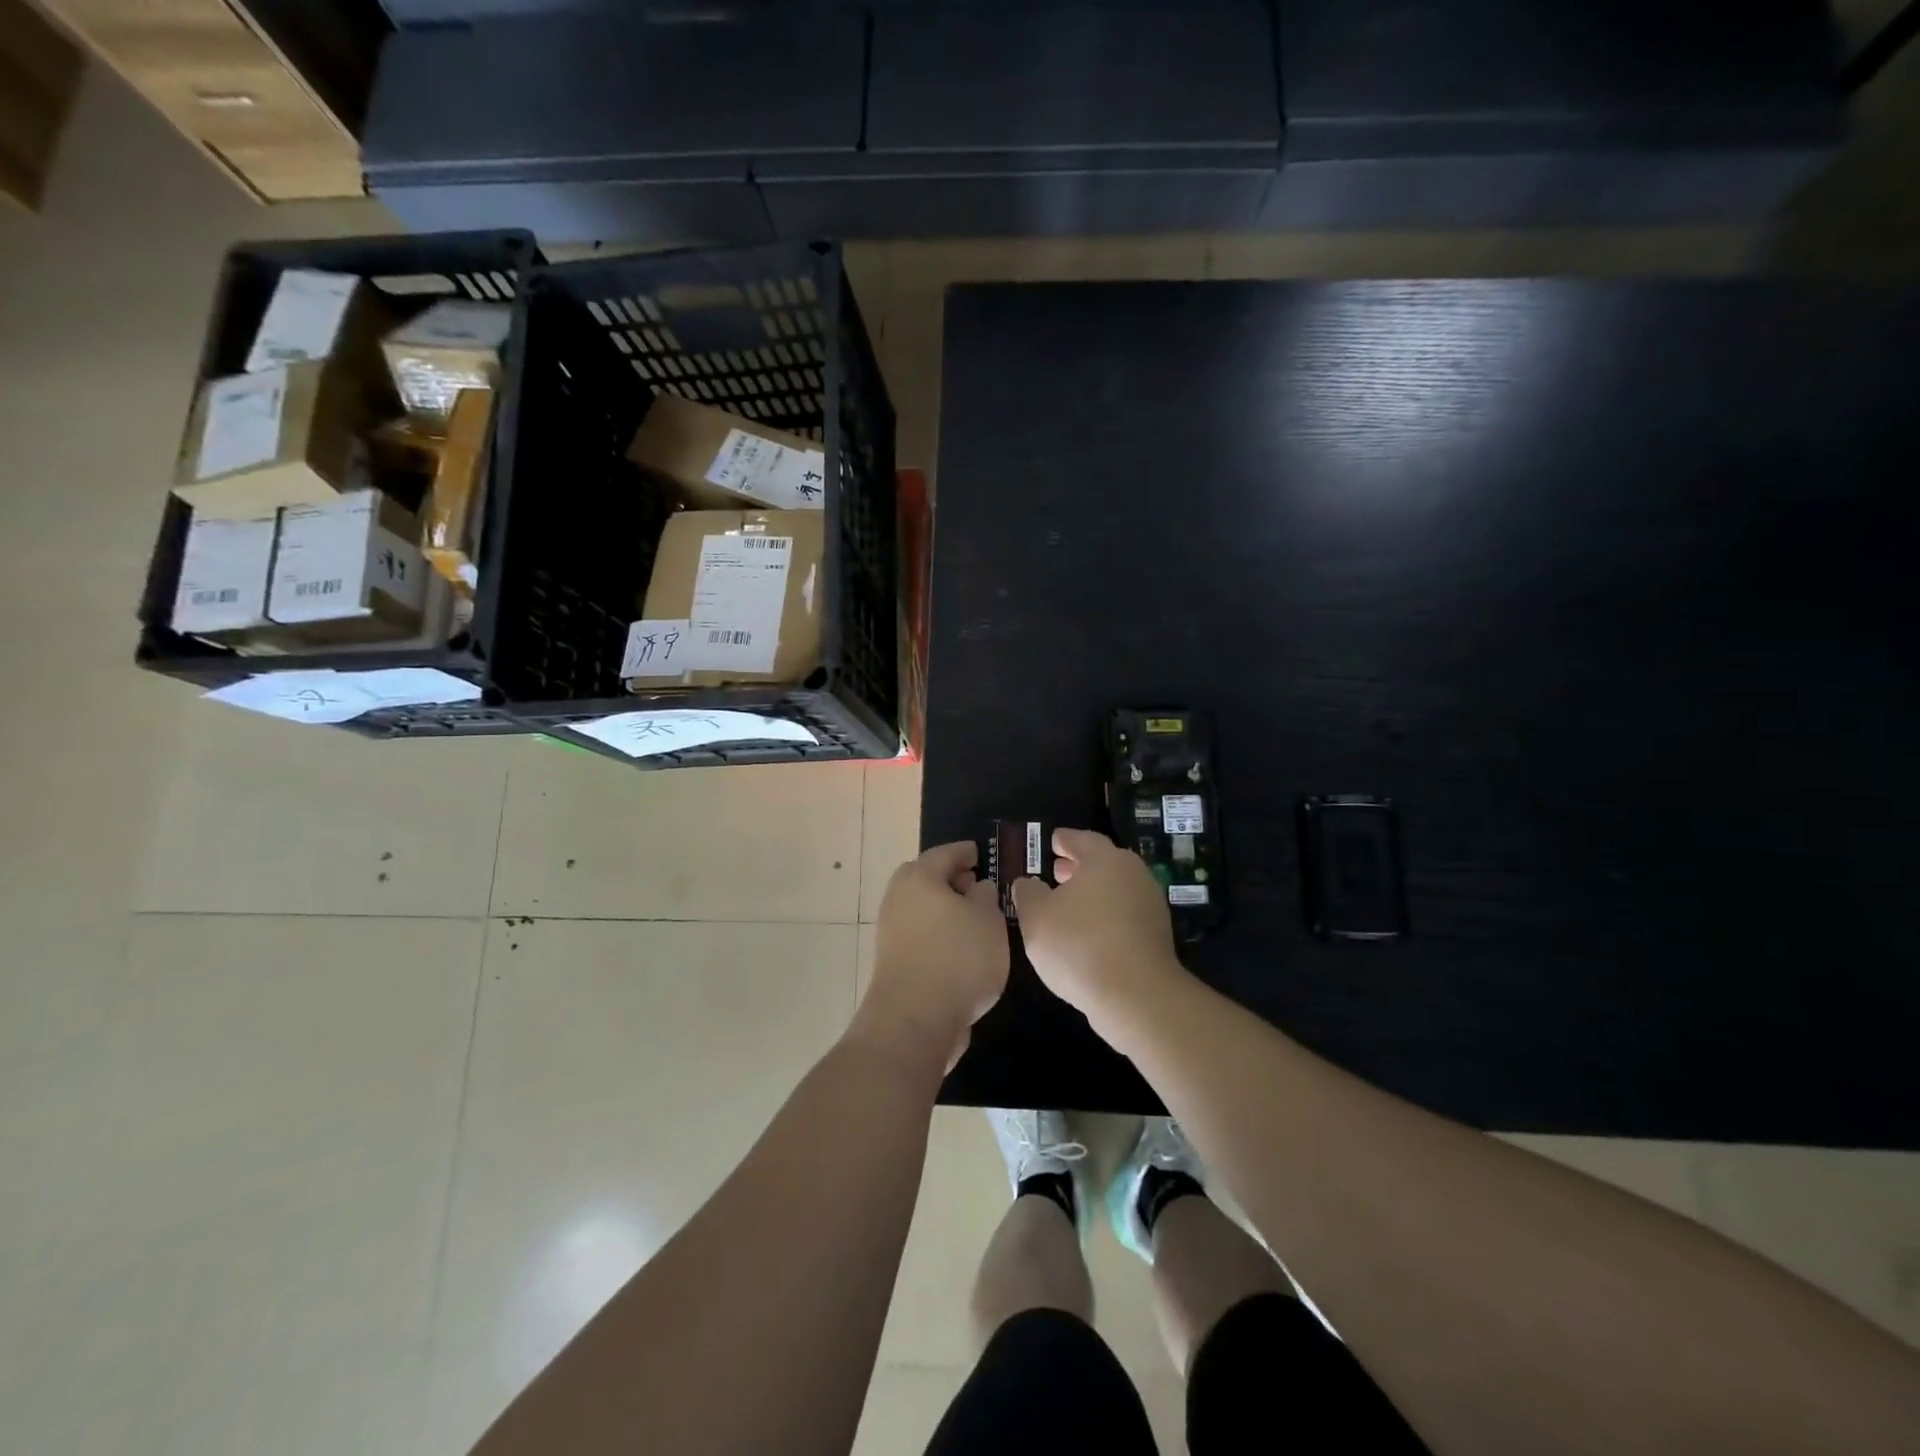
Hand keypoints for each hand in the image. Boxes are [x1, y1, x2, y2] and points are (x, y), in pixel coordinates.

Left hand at [855, 841, 1009, 1067]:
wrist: (914, 1020)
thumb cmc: (958, 959)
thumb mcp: (988, 920)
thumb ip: (986, 896)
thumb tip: (976, 888)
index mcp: (919, 877)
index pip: (945, 853)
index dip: (966, 852)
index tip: (982, 854)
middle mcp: (898, 898)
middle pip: (927, 879)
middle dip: (953, 881)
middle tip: (978, 886)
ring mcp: (891, 931)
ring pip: (923, 909)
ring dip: (946, 911)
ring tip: (977, 922)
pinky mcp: (893, 960)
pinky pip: (921, 934)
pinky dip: (939, 934)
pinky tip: (962, 950)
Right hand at [1012, 828, 1183, 1035]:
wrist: (1136, 996)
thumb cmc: (1079, 946)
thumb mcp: (1036, 917)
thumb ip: (1028, 893)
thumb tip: (1027, 882)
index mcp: (1105, 860)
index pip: (1082, 839)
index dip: (1064, 840)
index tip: (1052, 841)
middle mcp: (1134, 874)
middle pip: (1103, 863)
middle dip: (1078, 867)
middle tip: (1056, 872)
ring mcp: (1150, 905)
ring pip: (1115, 889)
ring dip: (1093, 893)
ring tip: (1068, 906)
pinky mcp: (1157, 935)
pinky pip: (1125, 915)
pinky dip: (1106, 916)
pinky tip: (1088, 934)